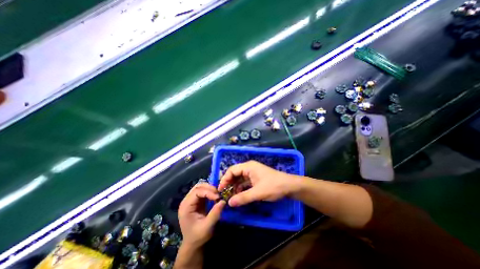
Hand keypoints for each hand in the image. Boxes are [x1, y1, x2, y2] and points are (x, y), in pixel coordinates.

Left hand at [178, 183, 227, 247]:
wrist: (193, 244)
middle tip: (219, 194)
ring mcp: (191, 200)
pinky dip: (210, 191)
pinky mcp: (196, 200)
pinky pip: (203, 191)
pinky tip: (215, 196)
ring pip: (201, 187)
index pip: (197, 192)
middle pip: (198, 187)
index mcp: (185, 207)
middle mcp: (186, 201)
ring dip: (210, 188)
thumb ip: (215, 214)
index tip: (218, 197)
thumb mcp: (207, 227)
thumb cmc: (198, 237)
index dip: (208, 192)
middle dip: (209, 188)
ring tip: (217, 195)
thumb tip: (223, 201)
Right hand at [219, 161, 298, 206]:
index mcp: (248, 167)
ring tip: (230, 196)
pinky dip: (241, 188)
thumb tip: (229, 203)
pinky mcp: (256, 178)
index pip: (232, 170)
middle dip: (229, 183)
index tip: (220, 190)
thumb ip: (243, 198)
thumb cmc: (273, 186)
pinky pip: (245, 182)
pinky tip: (239, 195)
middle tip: (224, 194)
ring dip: (235, 186)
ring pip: (240, 178)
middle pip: (235, 173)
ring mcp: (253, 173)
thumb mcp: (257, 193)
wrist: (289, 186)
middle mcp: (249, 168)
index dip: (225, 179)